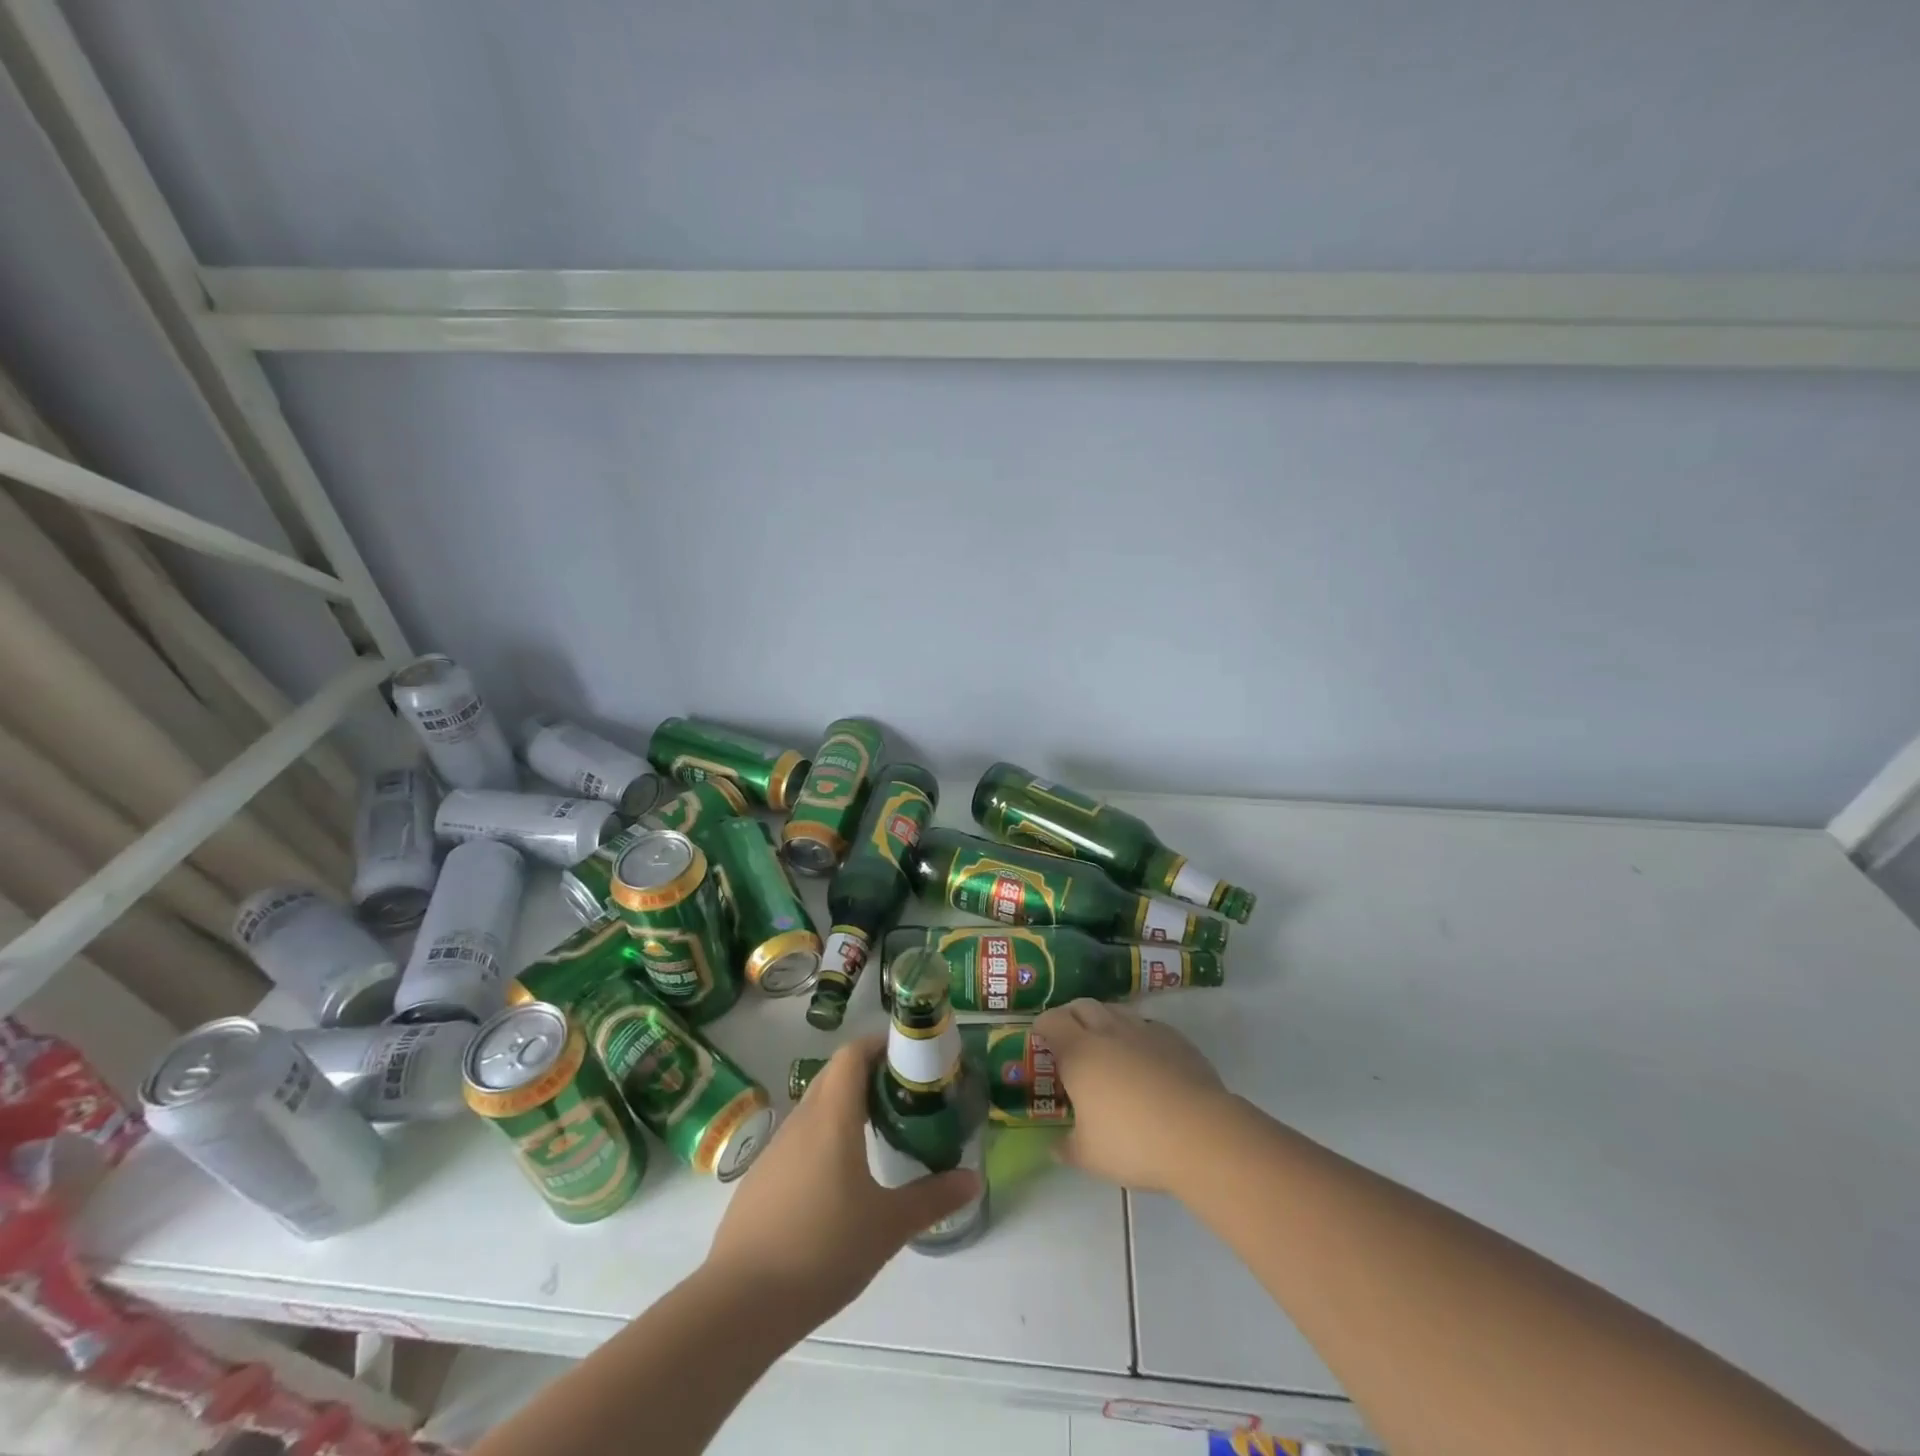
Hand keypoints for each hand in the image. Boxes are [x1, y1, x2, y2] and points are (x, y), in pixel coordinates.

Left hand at [704, 1034, 978, 1331]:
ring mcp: (776, 1149)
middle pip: (835, 1074)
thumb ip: (932, 1199)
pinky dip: (824, 1135)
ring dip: (846, 1105)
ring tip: (878, 1132)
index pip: (852, 1054)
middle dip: (868, 1073)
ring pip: (816, 1107)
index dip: (879, 1045)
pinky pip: (799, 1138)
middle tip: (904, 1093)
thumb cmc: (822, 1250)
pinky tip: (839, 1176)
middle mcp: (801, 1121)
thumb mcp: (888, 1227)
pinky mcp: (761, 1178)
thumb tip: (973, 1179)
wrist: (739, 1303)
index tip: (910, 1057)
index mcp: (832, 1117)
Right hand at [1034, 999, 1229, 1192]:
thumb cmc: (1134, 1143)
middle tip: (1070, 1040)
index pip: (1052, 1020)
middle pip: (1082, 1005)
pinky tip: (1144, 1059)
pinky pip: (1147, 1025)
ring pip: (1115, 1010)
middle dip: (1071, 1016)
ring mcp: (1144, 1030)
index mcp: (1079, 1052)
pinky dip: (1137, 1035)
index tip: (1041, 1039)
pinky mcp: (1175, 1038)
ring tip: (1106, 1047)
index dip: (1043, 1026)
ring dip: (1104, 1021)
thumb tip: (1055, 1147)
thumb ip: (1067, 1148)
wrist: (1200, 1134)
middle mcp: (1108, 1032)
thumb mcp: (1090, 1156)